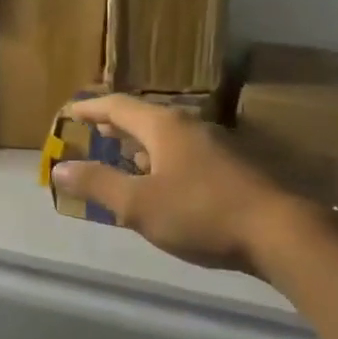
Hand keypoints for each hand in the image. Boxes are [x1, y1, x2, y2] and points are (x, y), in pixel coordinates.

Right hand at [51, 93, 311, 271]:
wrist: (278, 232)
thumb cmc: (200, 213)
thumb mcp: (138, 203)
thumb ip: (97, 184)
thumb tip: (59, 167)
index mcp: (163, 126)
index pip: (118, 106)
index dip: (90, 108)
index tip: (68, 112)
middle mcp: (189, 127)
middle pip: (144, 117)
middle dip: (116, 124)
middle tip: (93, 130)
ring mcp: (214, 146)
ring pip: (166, 136)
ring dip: (139, 142)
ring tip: (121, 153)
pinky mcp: (230, 168)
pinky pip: (183, 153)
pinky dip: (160, 159)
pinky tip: (160, 180)